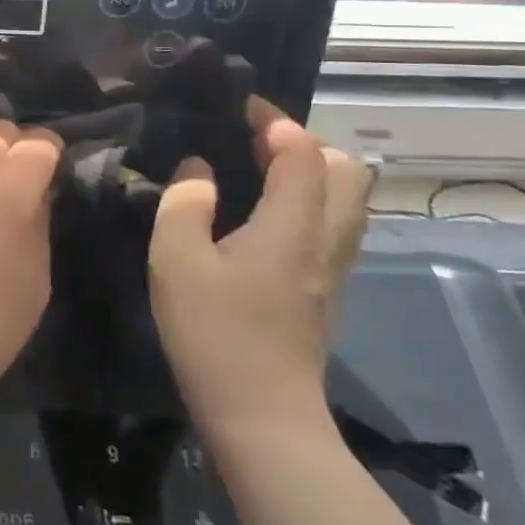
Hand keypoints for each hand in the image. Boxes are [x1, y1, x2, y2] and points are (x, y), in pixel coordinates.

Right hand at [147, 97, 371, 444]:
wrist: (263, 418)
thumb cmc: (215, 334)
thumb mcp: (176, 261)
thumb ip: (184, 204)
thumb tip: (198, 171)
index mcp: (292, 226)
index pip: (303, 151)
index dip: (274, 119)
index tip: (238, 106)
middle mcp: (325, 240)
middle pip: (347, 171)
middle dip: (306, 142)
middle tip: (255, 142)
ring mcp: (332, 269)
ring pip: (348, 201)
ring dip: (313, 172)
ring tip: (260, 171)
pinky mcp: (326, 292)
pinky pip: (334, 226)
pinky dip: (310, 202)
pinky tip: (265, 216)